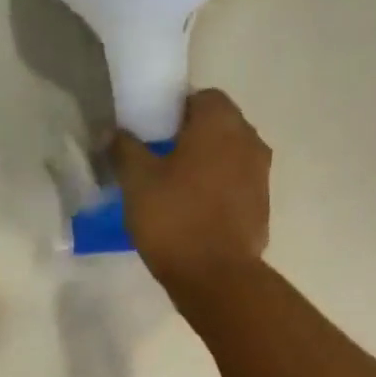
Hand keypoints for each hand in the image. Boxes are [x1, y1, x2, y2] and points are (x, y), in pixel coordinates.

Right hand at [112, 87, 271, 301]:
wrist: (216, 278)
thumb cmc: (175, 219)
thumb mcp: (137, 182)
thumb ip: (125, 150)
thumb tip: (113, 133)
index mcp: (221, 122)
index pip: (199, 98)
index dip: (173, 113)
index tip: (152, 137)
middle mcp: (249, 140)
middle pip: (217, 128)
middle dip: (191, 141)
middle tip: (159, 165)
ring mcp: (261, 177)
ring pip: (229, 160)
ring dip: (207, 169)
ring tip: (176, 195)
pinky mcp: (262, 210)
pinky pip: (236, 191)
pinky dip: (218, 196)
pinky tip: (195, 219)